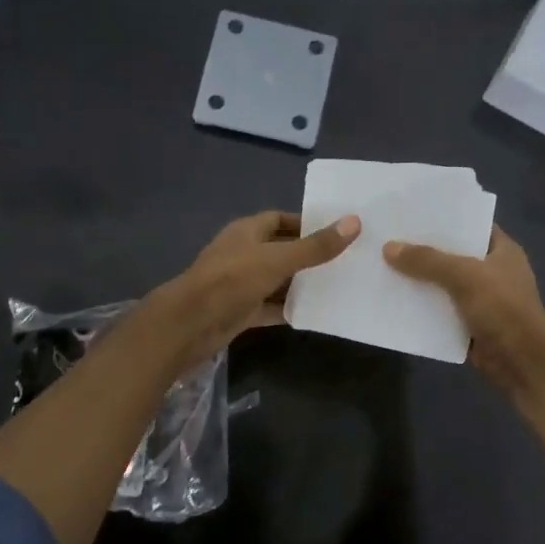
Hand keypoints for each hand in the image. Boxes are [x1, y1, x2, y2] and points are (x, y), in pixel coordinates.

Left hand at [148, 210, 359, 368]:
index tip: (335, 232)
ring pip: (276, 280)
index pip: (279, 219)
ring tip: (336, 286)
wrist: (190, 324)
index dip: (305, 223)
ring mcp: (240, 284)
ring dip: (300, 284)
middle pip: (280, 250)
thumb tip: (354, 222)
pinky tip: (314, 313)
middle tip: (344, 261)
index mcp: (246, 232)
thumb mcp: (278, 259)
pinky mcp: (240, 311)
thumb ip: (316, 246)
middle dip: (308, 255)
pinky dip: (288, 309)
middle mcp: (243, 254)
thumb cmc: (232, 280)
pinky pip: (270, 307)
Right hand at [382, 228, 544, 401]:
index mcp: (501, 250)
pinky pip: (440, 311)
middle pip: (452, 254)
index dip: (443, 217)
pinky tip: (394, 299)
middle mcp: (492, 271)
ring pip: (443, 284)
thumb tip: (388, 247)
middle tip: (388, 237)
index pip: (470, 224)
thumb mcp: (465, 276)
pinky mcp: (469, 324)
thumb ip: (427, 261)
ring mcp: (481, 299)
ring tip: (383, 265)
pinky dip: (422, 308)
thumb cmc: (502, 308)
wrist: (522, 362)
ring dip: (419, 280)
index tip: (411, 211)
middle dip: (423, 249)